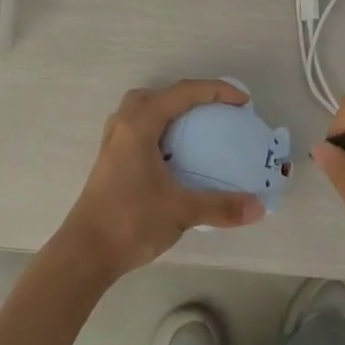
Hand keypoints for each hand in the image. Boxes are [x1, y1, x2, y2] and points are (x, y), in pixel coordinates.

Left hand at [53, 80, 265, 280]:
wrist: (85, 253)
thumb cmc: (130, 221)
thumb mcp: (181, 211)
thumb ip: (221, 206)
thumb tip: (259, 207)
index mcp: (139, 126)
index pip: (182, 93)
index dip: (216, 91)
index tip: (243, 102)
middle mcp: (123, 126)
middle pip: (157, 94)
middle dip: (188, 96)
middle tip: (214, 111)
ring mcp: (113, 144)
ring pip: (141, 110)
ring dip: (168, 111)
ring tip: (194, 129)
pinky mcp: (110, 162)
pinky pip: (136, 130)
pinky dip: (158, 130)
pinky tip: (172, 155)